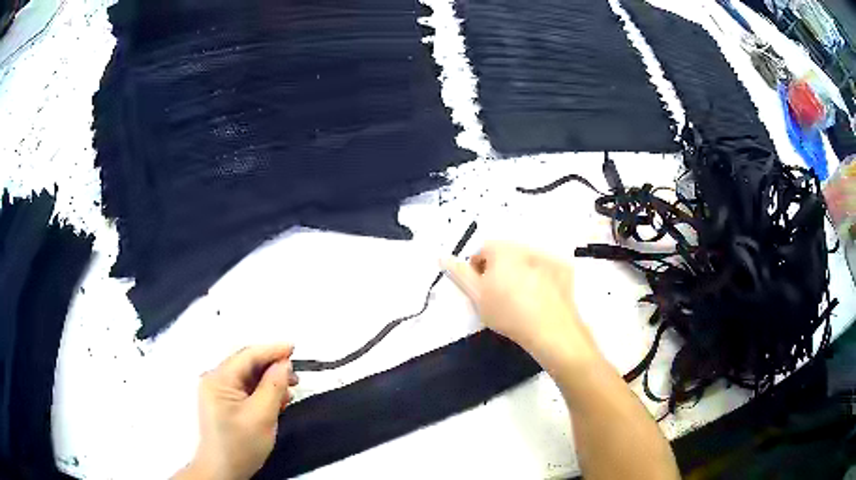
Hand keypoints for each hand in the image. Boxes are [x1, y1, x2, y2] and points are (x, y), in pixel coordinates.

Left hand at [175, 345, 298, 479]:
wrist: (223, 471)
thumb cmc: (241, 445)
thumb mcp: (262, 416)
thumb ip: (273, 386)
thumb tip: (284, 364)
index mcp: (218, 379)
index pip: (247, 356)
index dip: (272, 350)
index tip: (294, 348)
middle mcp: (215, 380)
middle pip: (247, 365)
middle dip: (272, 368)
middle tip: (296, 376)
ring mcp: (218, 393)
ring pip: (247, 378)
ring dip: (269, 382)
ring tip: (290, 390)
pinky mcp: (224, 404)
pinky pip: (245, 391)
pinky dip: (262, 393)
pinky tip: (277, 400)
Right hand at [442, 242, 599, 371]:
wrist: (549, 328)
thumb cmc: (507, 312)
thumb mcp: (477, 296)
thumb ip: (460, 274)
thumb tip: (443, 257)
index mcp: (502, 249)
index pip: (481, 251)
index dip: (477, 270)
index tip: (481, 290)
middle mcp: (525, 246)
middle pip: (505, 254)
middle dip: (499, 270)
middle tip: (500, 296)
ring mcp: (547, 256)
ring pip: (526, 261)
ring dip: (520, 273)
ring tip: (522, 299)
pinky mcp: (564, 269)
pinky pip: (546, 269)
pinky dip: (542, 278)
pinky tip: (541, 298)